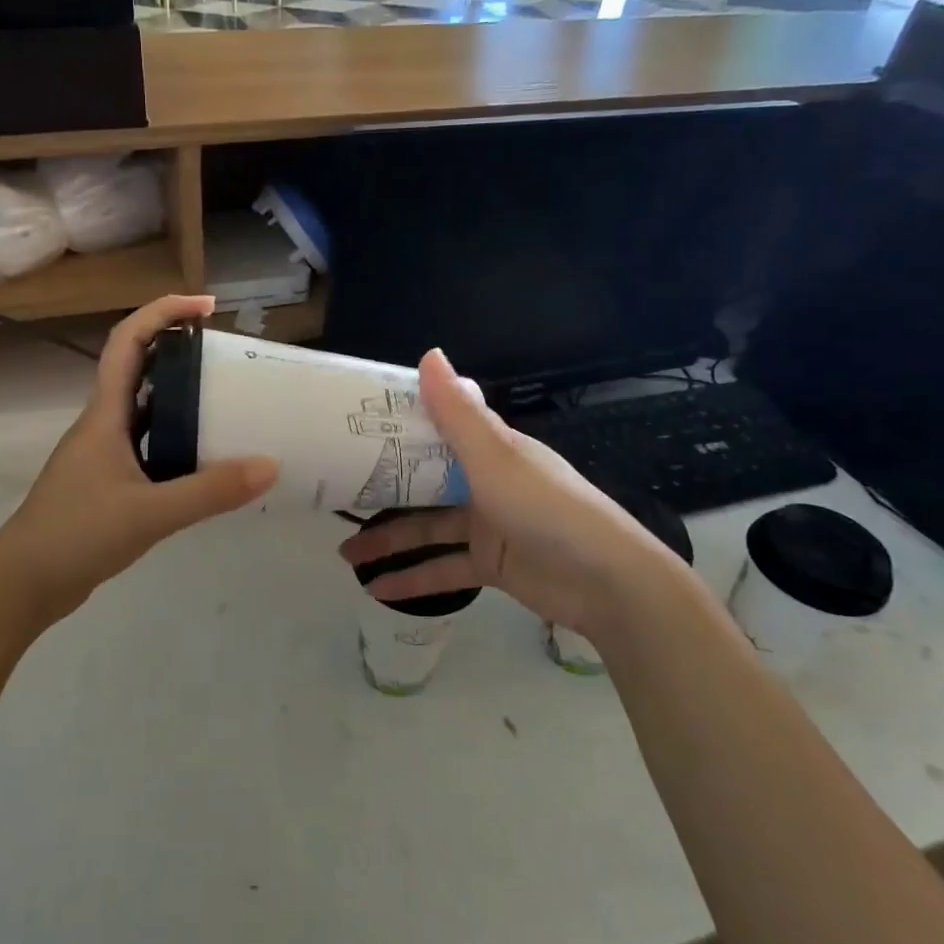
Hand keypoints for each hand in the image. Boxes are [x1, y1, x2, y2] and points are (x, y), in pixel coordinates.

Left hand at [0, 296, 277, 623]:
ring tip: (230, 403)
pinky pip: (152, 448)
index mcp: (105, 415)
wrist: (23, 584)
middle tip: (230, 359)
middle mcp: (104, 426)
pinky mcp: (110, 484)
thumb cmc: (75, 535)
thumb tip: (270, 465)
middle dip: (183, 354)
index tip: (207, 306)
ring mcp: (105, 456)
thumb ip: (210, 491)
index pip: (129, 343)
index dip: (164, 313)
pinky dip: (180, 444)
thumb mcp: (149, 513)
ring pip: (149, 413)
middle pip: (142, 371)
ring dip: (184, 401)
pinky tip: (208, 461)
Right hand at [338, 349, 684, 634]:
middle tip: (338, 495)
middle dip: (382, 490)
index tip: (352, 430)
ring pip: (427, 528)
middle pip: (423, 482)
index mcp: (490, 449)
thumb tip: (429, 354)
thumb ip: (458, 414)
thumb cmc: (547, 508)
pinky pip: (443, 569)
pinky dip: (413, 579)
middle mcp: (485, 482)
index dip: (396, 429)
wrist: (606, 582)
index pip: (436, 430)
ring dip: (389, 540)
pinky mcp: (490, 565)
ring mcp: (487, 525)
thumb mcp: (496, 458)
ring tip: (345, 552)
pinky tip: (377, 590)